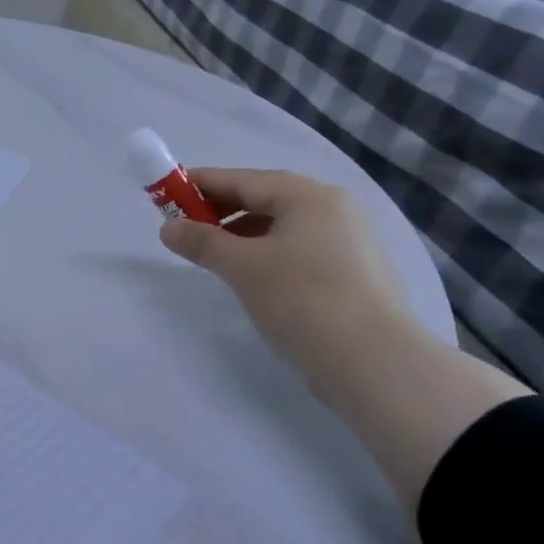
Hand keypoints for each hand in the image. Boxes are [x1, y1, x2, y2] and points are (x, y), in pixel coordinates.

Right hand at [158, 167, 527, 504]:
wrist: (375, 363)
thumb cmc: (302, 299)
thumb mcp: (242, 267)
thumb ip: (202, 242)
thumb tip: (168, 229)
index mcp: (308, 196)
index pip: (243, 180)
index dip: (202, 185)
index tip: (168, 193)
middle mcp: (334, 210)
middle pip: (265, 199)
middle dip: (222, 211)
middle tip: (186, 227)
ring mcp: (350, 243)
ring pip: (283, 227)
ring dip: (243, 235)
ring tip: (215, 256)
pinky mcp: (355, 275)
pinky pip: (300, 250)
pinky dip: (269, 254)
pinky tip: (252, 277)